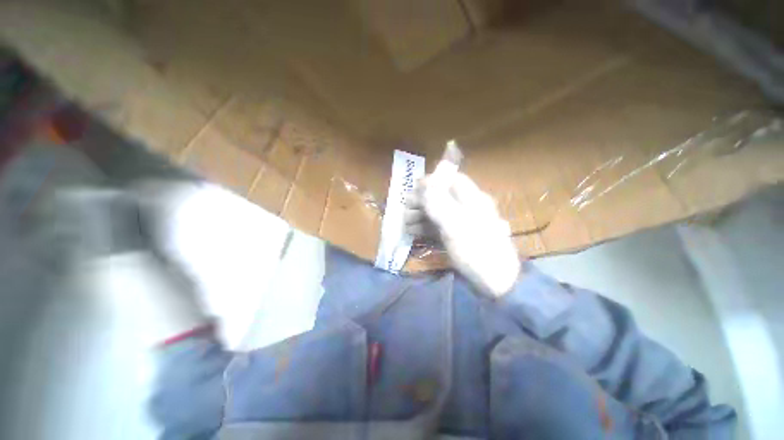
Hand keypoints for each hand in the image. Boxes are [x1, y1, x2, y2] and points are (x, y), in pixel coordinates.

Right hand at [405, 160, 521, 298]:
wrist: (495, 282)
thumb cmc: (476, 249)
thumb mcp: (456, 225)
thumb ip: (439, 203)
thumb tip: (426, 181)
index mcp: (472, 198)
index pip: (451, 179)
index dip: (432, 181)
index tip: (414, 188)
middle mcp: (465, 207)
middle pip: (441, 196)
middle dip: (422, 200)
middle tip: (406, 207)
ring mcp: (459, 223)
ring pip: (437, 213)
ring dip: (420, 215)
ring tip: (405, 221)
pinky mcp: (454, 237)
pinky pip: (437, 227)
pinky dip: (424, 228)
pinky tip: (411, 231)